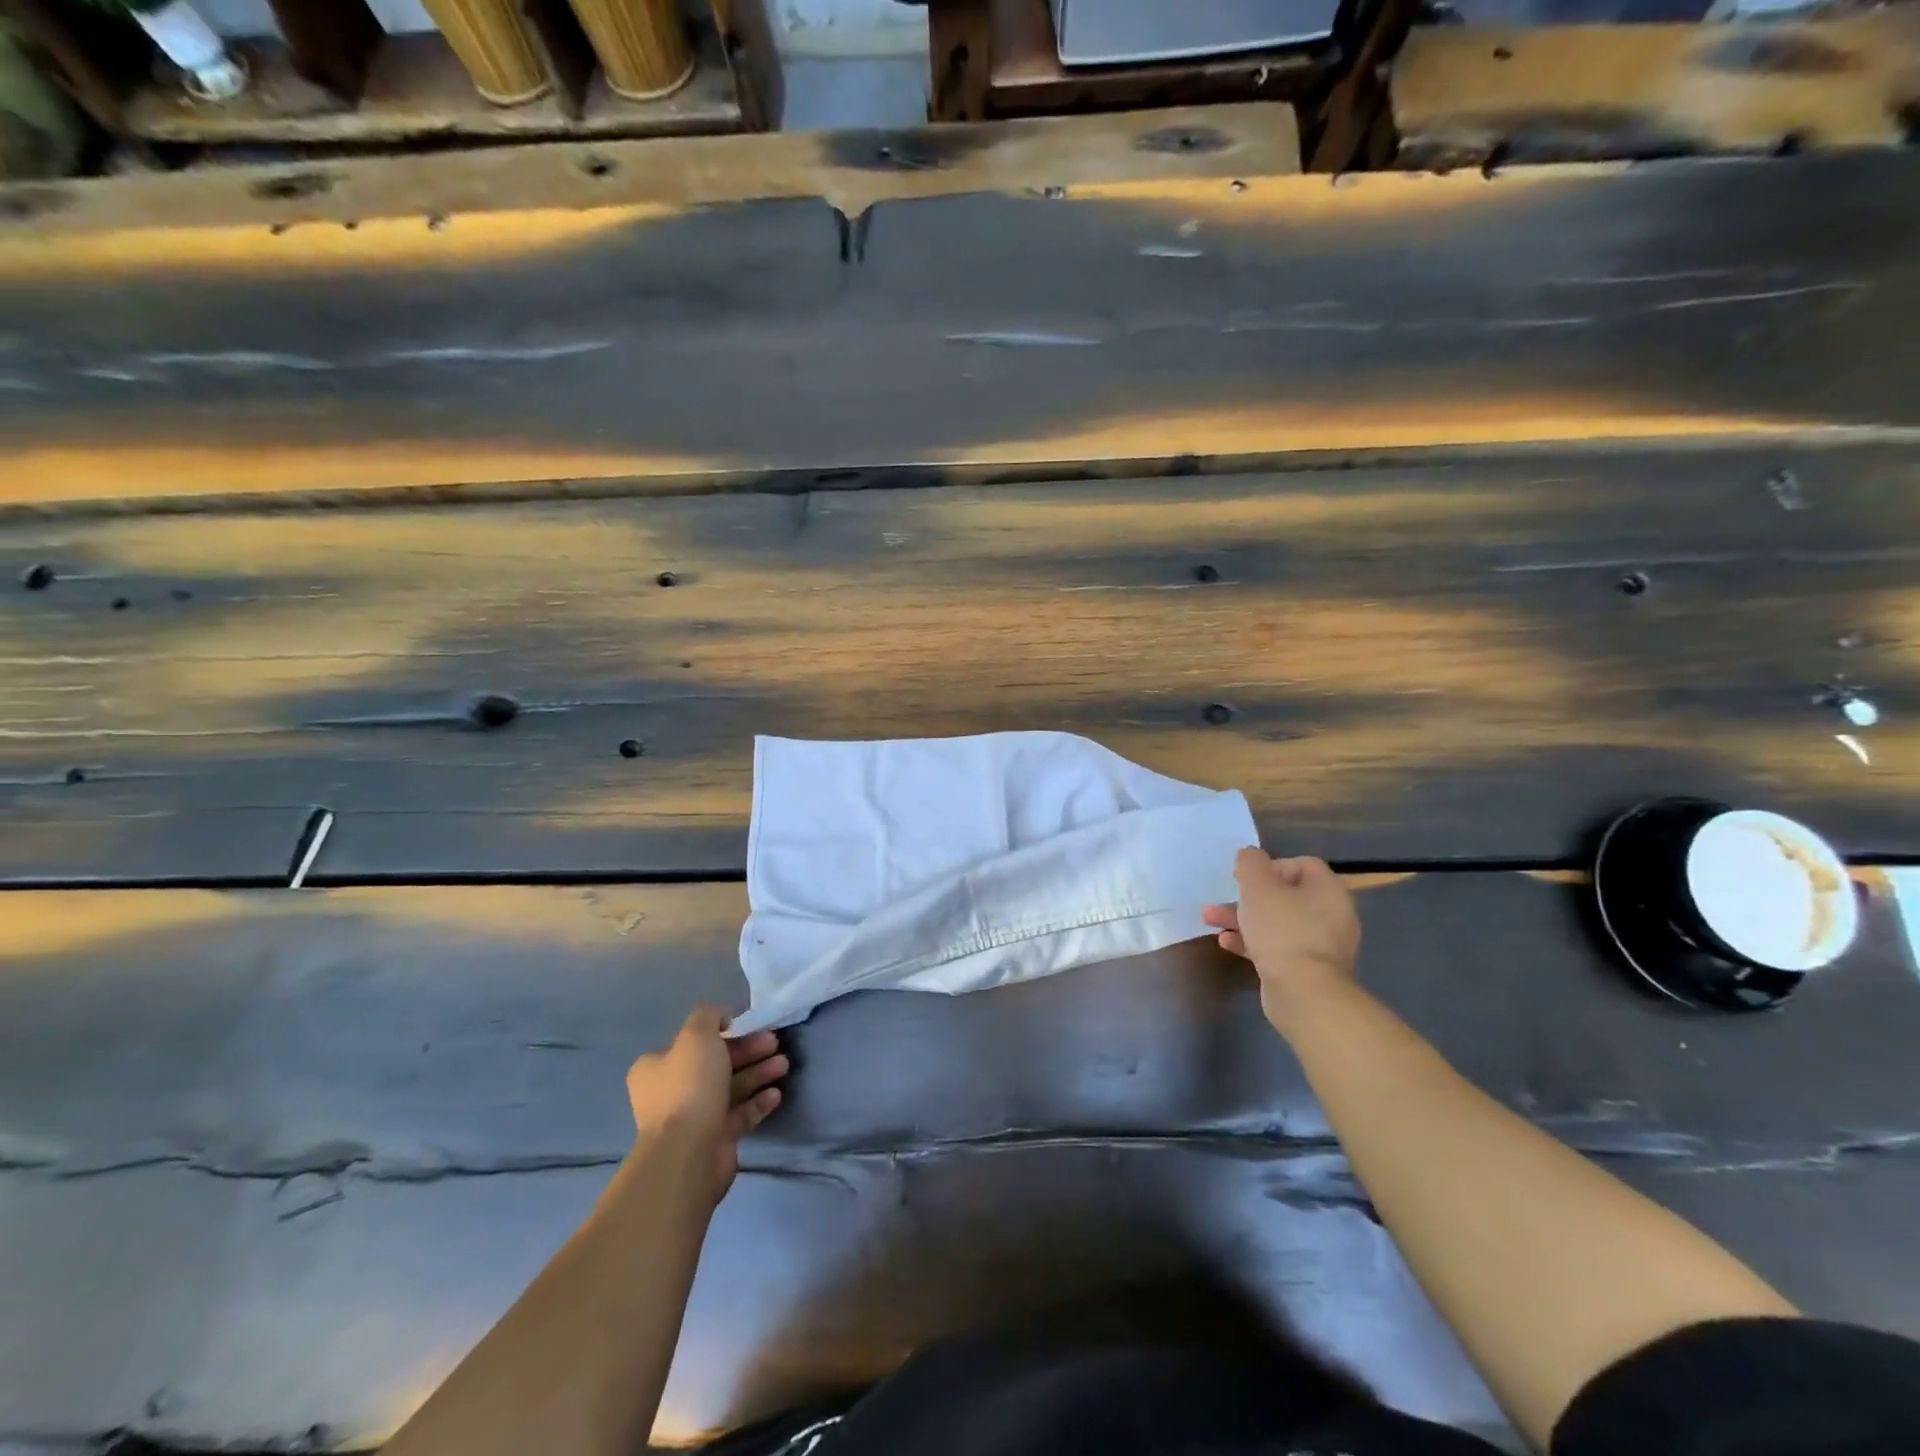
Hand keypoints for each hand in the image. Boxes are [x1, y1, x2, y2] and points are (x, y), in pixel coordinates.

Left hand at [624, 1006, 787, 1203]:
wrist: (689, 1153)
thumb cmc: (690, 1086)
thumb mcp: (697, 1035)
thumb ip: (709, 1016)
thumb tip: (722, 1017)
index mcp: (657, 1067)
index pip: (693, 1041)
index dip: (724, 1030)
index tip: (750, 1025)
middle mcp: (671, 1091)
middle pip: (717, 1062)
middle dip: (748, 1050)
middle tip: (775, 1042)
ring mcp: (693, 1117)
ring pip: (731, 1087)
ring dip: (758, 1073)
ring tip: (784, 1065)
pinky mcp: (714, 1139)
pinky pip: (739, 1114)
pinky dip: (757, 1102)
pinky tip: (775, 1095)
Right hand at [1203, 850, 1360, 1029]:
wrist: (1303, 993)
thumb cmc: (1282, 930)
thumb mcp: (1258, 886)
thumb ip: (1250, 863)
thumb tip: (1249, 854)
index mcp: (1327, 890)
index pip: (1302, 864)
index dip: (1271, 865)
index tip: (1246, 876)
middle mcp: (1330, 915)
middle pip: (1286, 895)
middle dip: (1248, 896)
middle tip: (1224, 898)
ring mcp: (1320, 945)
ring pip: (1277, 923)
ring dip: (1243, 919)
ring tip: (1211, 920)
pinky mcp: (1307, 970)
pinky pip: (1277, 948)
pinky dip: (1252, 942)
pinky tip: (1226, 943)